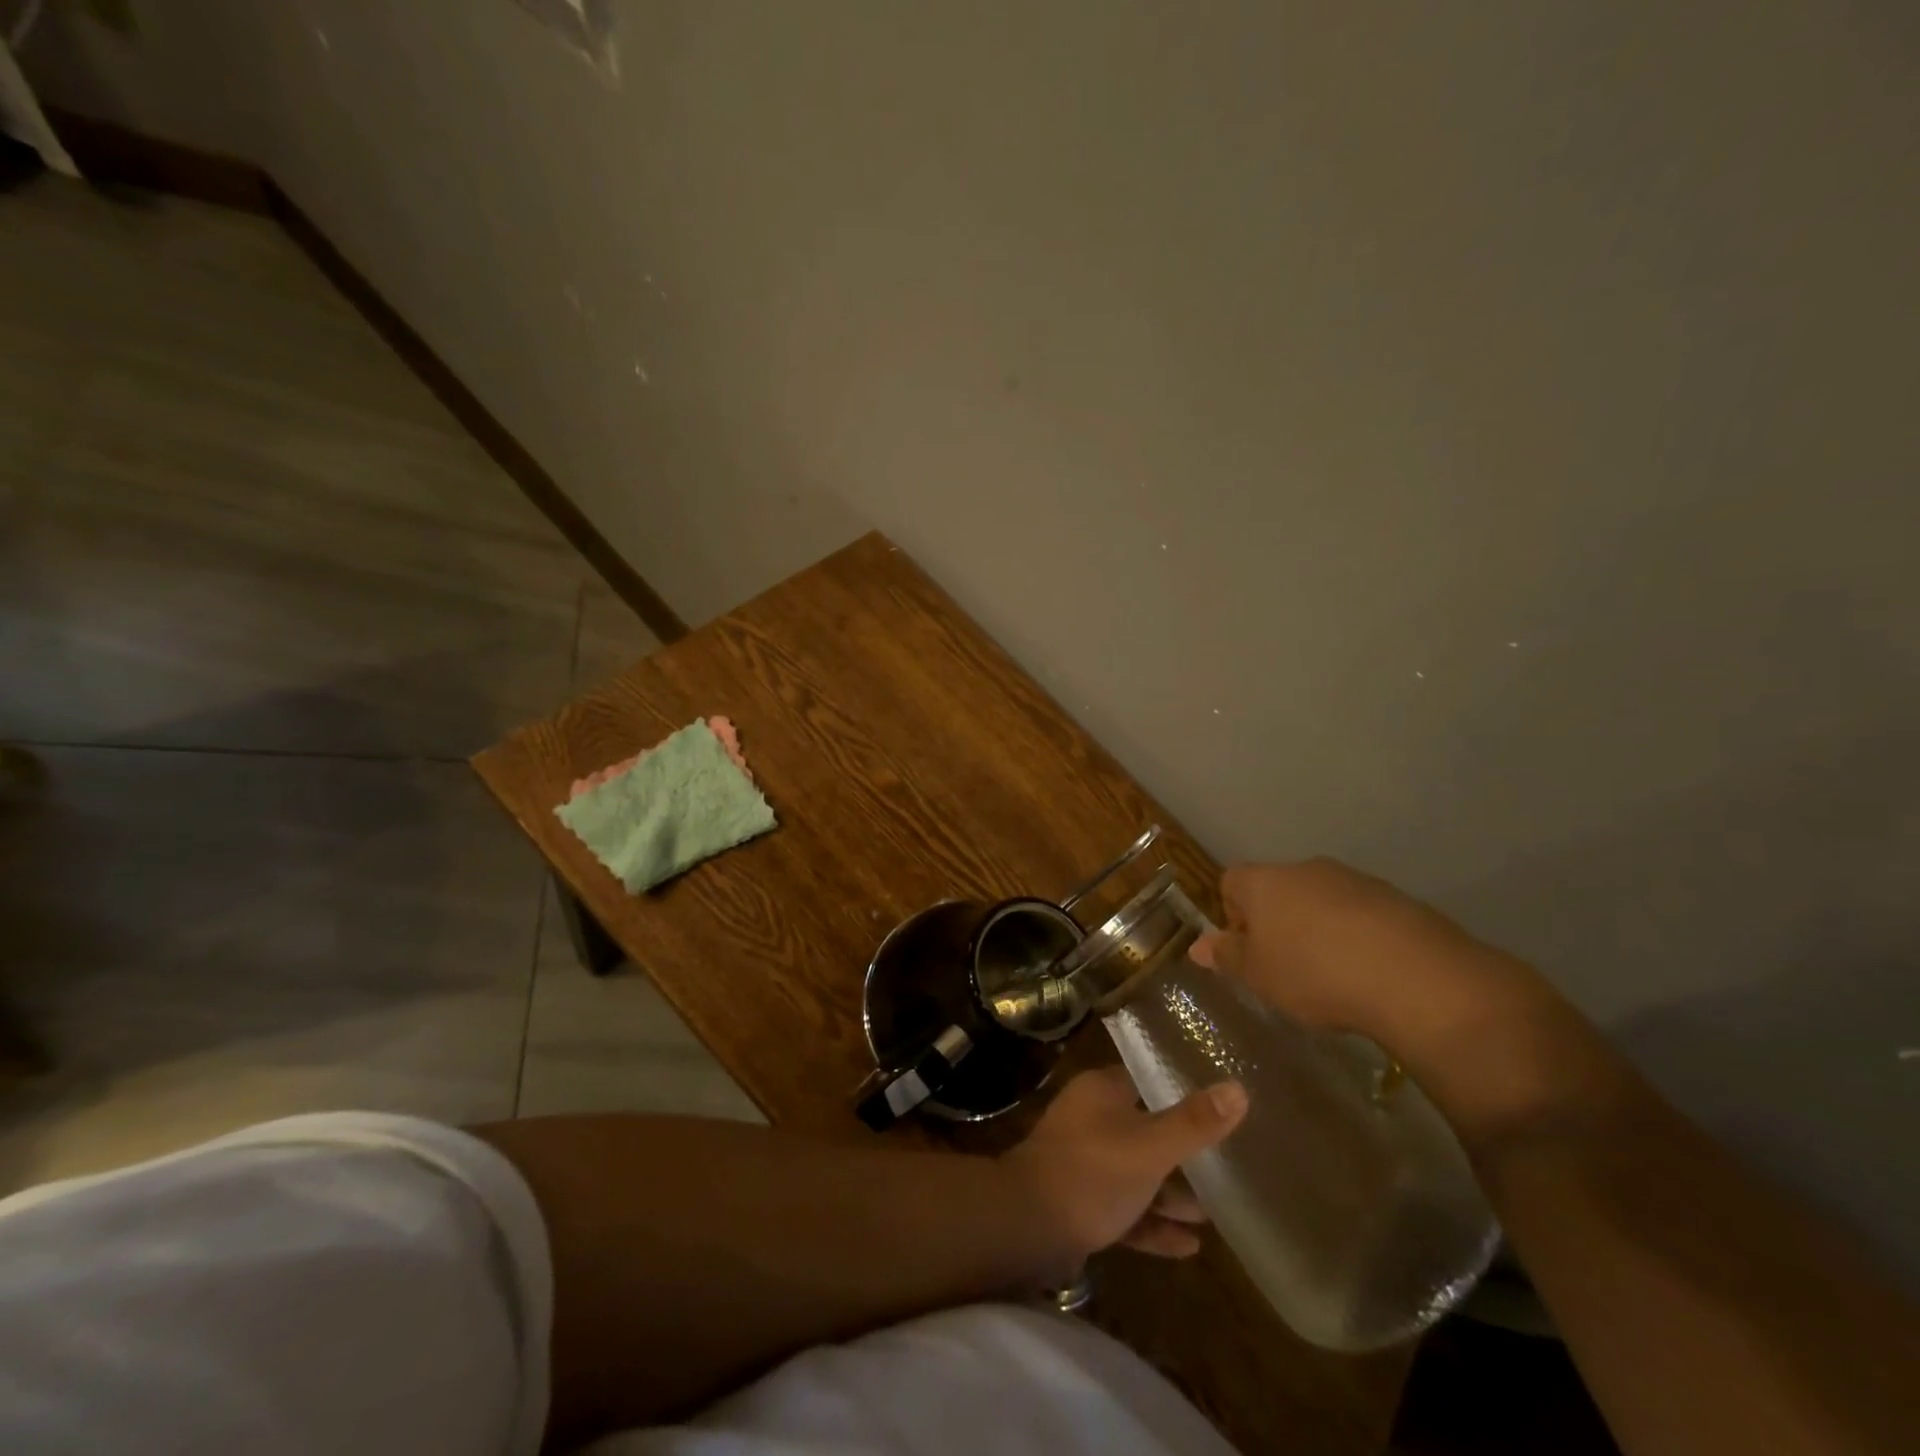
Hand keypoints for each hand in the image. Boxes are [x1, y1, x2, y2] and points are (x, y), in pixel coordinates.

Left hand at [1002, 1067, 1246, 1268]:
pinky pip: (1125, 1208)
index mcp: (1102, 1093)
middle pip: (1145, 1129)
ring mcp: (1084, 1163)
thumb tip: (1238, 1088)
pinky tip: (1190, 1247)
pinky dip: (1152, 1223)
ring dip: (1171, 1193)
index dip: (1179, 1090)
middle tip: (1224, 1165)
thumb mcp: (1150, 1147)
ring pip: (1136, 1172)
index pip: (1145, 1080)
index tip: (1218, 1102)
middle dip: (1182, 1151)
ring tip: (1213, 1212)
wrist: (1027, 1226)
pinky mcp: (1081, 1203)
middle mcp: (1091, 1119)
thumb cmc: (1091, 1172)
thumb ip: (1194, 1123)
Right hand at [1189, 859, 1509, 1045]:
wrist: (1413, 975)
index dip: (1232, 916)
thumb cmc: (1314, 973)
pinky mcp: (1395, 898)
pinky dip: (1357, 937)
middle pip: (1277, 888)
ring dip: (1318, 929)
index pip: (1230, 882)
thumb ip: (1227, 957)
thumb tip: (1198, 947)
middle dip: (1277, 923)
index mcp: (1263, 881)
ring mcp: (1353, 880)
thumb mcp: (1258, 975)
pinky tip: (1370, 973)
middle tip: (1286, 968)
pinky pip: (1361, 914)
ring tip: (1332, 975)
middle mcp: (1304, 869)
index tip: (1248, 953)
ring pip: (1320, 900)